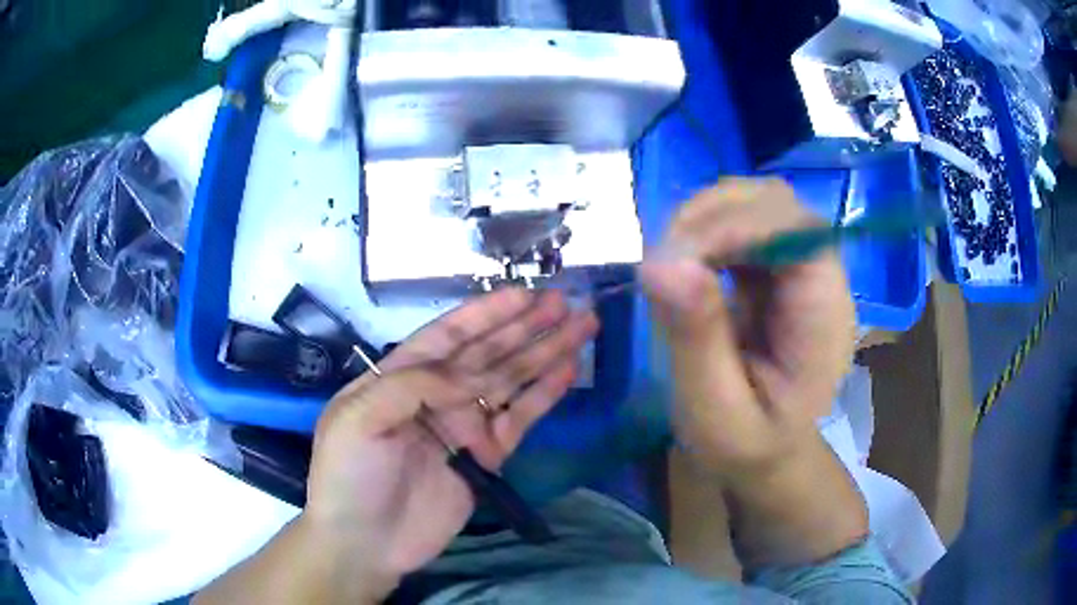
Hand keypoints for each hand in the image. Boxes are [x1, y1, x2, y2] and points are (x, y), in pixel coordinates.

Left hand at [303, 289, 597, 595]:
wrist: (365, 542)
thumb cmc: (349, 475)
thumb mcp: (360, 418)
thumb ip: (413, 386)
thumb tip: (468, 377)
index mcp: (402, 377)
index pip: (450, 335)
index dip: (488, 313)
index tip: (526, 294)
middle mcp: (438, 394)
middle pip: (490, 352)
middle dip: (527, 326)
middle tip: (567, 303)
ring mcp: (466, 426)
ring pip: (513, 380)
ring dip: (546, 353)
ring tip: (582, 327)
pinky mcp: (488, 457)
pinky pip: (522, 418)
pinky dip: (545, 395)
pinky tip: (568, 371)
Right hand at [639, 178, 863, 567]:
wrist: (769, 453)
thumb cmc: (749, 445)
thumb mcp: (717, 412)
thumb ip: (697, 340)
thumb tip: (660, 263)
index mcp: (824, 313)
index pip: (797, 230)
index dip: (737, 226)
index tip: (675, 259)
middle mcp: (819, 276)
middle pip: (776, 203)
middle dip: (712, 218)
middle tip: (662, 264)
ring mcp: (796, 267)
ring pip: (753, 204)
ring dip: (702, 220)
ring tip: (666, 265)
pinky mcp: (773, 268)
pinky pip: (738, 223)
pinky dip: (702, 232)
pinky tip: (682, 265)